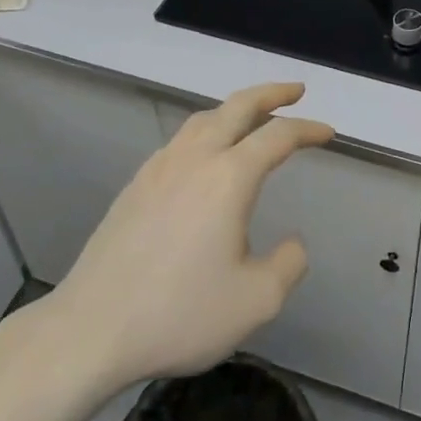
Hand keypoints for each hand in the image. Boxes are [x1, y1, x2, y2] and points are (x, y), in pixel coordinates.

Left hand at [27, 82, 332, 391]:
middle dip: (271, 93)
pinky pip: (180, 140)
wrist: (92, 329)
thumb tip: (292, 243)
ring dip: (235, 109)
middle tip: (296, 91)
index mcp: (229, 177)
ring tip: (253, 117)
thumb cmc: (179, 313)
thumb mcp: (255, 301)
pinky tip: (205, 156)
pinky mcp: (136, 185)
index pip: (278, 136)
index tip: (328, 133)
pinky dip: (206, 131)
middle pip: (237, 106)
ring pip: (204, 118)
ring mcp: (160, 168)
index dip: (308, 129)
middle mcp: (195, 159)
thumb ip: (288, 265)